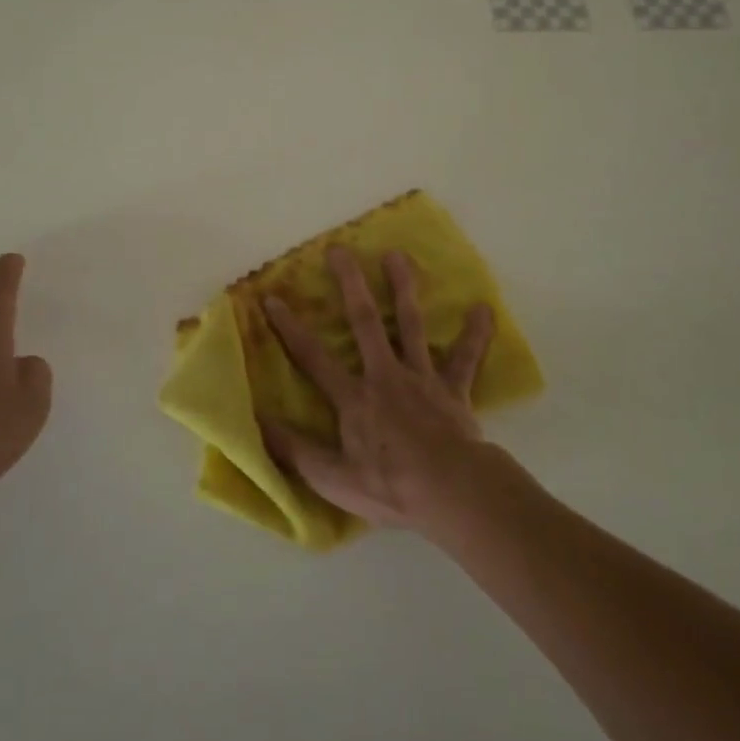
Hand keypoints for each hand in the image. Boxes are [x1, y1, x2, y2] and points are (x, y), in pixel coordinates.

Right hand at [260, 246, 496, 529]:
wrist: (452, 491)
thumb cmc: (390, 486)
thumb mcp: (331, 478)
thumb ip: (294, 449)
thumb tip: (256, 422)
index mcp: (354, 398)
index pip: (312, 357)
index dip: (289, 328)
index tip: (271, 297)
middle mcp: (385, 376)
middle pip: (364, 322)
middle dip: (350, 284)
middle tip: (340, 249)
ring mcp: (421, 378)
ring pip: (410, 325)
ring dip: (403, 289)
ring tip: (397, 255)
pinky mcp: (453, 389)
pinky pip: (465, 359)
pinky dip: (475, 335)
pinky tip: (484, 309)